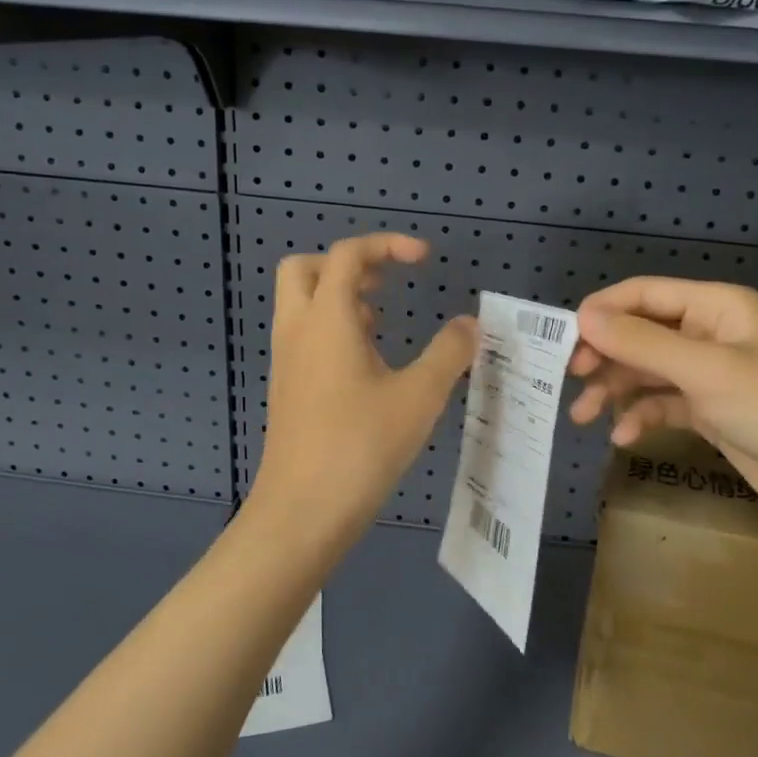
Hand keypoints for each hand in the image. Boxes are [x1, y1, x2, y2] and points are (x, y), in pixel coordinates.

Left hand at [248, 234, 475, 549]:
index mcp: (326, 319)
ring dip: (340, 297)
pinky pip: (304, 336)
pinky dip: (333, 329)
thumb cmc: (361, 446)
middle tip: (386, 284)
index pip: (348, 254)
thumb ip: (450, 352)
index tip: (424, 259)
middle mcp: (298, 330)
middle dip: (347, 265)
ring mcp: (287, 361)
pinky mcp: (288, 389)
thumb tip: (470, 324)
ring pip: (302, 304)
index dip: (387, 244)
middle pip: (305, 268)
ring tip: (383, 322)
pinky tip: (369, 364)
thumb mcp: (419, 396)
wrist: (302, 512)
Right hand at [569, 277, 757, 540]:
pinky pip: (663, 402)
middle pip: (642, 332)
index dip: (603, 311)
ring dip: (615, 389)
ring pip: (648, 370)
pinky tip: (623, 436)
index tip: (564, 339)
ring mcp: (710, 373)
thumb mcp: (704, 370)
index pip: (645, 294)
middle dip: (605, 355)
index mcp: (716, 306)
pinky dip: (641, 415)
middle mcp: (710, 332)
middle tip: (570, 378)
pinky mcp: (711, 410)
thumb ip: (640, 342)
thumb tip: (582, 316)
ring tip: (584, 415)